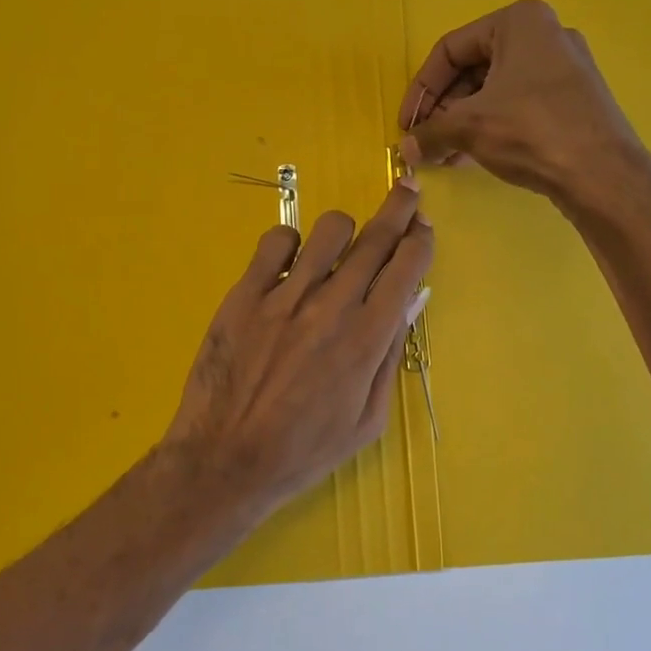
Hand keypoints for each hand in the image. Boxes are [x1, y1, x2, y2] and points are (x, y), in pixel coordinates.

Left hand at [162, 179, 434, 519]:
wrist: (226, 459)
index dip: (421, 241)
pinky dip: (290, 242)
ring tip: (342, 245)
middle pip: (375, 239)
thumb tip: (410, 303)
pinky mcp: (245, 294)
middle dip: (400, 210)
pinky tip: (290, 262)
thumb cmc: (305, 450)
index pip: (405, 268)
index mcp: (367, 339)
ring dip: (346, 230)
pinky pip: (275, 241)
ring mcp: (285, 295)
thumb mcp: (367, 420)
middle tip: (408, 191)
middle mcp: (332, 306)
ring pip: (329, 230)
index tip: (424, 228)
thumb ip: (390, 356)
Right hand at [399, 0, 645, 206]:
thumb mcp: (469, 127)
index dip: (421, 90)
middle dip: (443, 109)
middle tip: (424, 141)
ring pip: (495, 90)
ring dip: (463, 122)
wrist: (602, 173)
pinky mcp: (573, 99)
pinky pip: (518, 105)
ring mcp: (563, 68)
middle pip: (474, 69)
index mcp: (519, 22)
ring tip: (443, 154)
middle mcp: (544, 35)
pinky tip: (471, 156)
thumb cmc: (531, 131)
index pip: (450, 50)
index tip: (406, 125)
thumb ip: (430, 133)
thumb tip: (404, 150)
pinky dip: (491, 126)